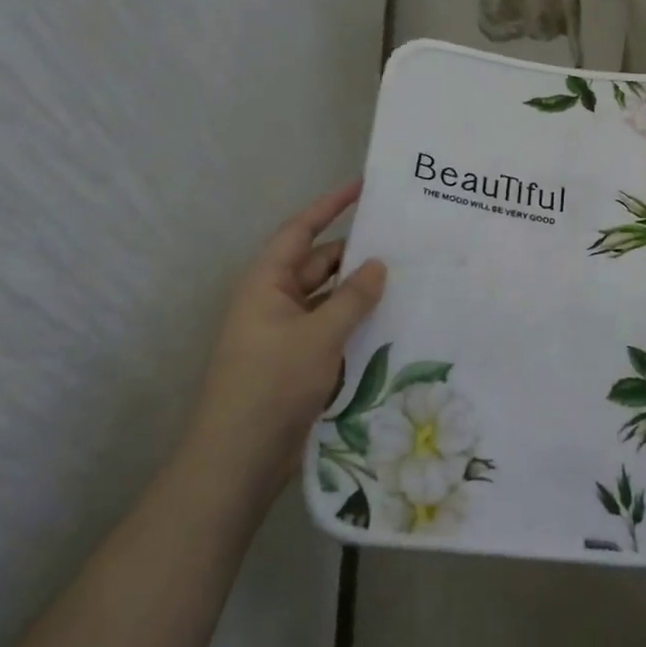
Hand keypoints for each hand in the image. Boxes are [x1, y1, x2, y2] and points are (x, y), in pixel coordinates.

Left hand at [187, 180, 386, 490]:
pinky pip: (332, 328)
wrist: (238, 461)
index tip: (363, 185)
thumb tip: (378, 264)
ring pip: (329, 298)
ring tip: (407, 278)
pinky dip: (357, 322)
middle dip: (356, 253)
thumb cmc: (271, 385)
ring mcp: (286, 333)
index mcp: (266, 283)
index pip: (301, 230)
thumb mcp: (318, 336)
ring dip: (360, 291)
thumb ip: (353, 297)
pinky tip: (392, 322)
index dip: (330, 205)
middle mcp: (274, 301)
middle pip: (319, 264)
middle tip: (403, 241)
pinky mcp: (299, 361)